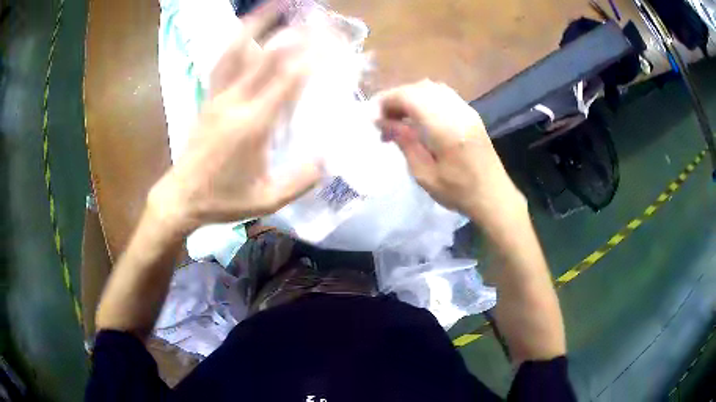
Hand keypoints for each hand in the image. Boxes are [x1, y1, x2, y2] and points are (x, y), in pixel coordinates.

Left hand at [149, 7, 322, 233]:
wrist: (181, 198)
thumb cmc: (223, 200)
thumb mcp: (267, 200)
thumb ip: (301, 179)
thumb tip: (331, 157)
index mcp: (252, 126)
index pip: (289, 80)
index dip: (314, 56)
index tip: (336, 41)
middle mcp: (234, 102)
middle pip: (268, 56)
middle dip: (298, 33)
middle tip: (321, 18)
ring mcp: (217, 96)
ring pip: (237, 49)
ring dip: (258, 22)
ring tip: (276, 4)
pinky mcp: (207, 97)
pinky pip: (222, 61)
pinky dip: (236, 39)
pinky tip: (246, 27)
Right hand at [375, 80, 525, 223]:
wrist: (494, 196)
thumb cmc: (459, 192)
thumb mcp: (424, 175)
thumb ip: (405, 143)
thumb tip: (383, 122)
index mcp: (445, 127)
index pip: (409, 97)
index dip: (386, 101)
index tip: (372, 118)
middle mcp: (457, 111)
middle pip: (419, 88)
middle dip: (396, 98)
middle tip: (383, 120)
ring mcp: (466, 110)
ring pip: (431, 88)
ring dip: (410, 97)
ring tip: (398, 118)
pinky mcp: (470, 113)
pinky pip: (443, 94)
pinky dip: (425, 99)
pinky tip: (418, 117)